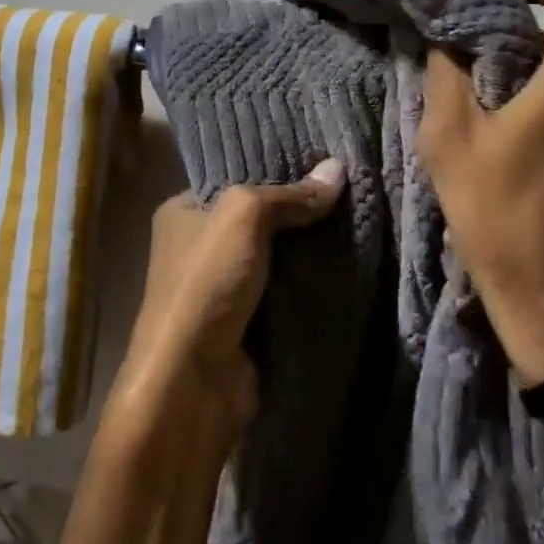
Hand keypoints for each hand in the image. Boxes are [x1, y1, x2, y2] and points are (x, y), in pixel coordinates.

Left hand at [114, 160, 346, 435]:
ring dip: (311, 250)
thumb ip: (290, 195)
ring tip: (359, 221)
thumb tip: (338, 169)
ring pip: (277, 258)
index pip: (235, 181)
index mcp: (183, 212)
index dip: (276, 171)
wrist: (192, 381)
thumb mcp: (243, 218)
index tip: (322, 161)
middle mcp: (199, 247)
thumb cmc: (206, 283)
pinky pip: (286, 293)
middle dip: (300, 212)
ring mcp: (224, 288)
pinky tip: (350, 265)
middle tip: (350, 191)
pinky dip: (311, 285)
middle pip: (260, 220)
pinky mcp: (247, 324)